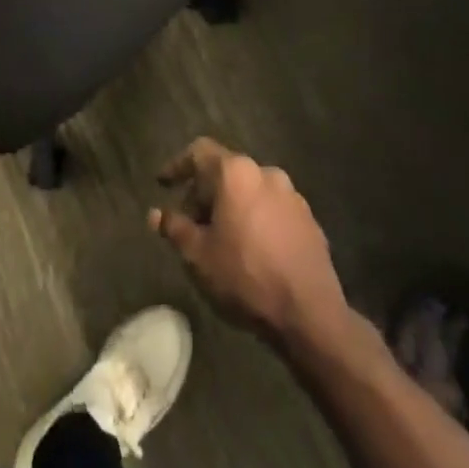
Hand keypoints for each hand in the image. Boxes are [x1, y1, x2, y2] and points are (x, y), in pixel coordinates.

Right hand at [151, 138, 349, 347]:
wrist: (311, 315)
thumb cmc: (246, 277)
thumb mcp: (199, 256)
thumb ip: (175, 229)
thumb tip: (157, 214)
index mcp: (236, 173)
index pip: (199, 152)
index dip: (178, 166)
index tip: (163, 184)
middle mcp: (265, 172)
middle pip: (225, 171)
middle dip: (204, 193)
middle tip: (191, 223)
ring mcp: (292, 196)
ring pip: (251, 190)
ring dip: (232, 206)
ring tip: (221, 239)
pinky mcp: (310, 220)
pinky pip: (272, 209)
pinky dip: (256, 220)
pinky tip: (252, 250)